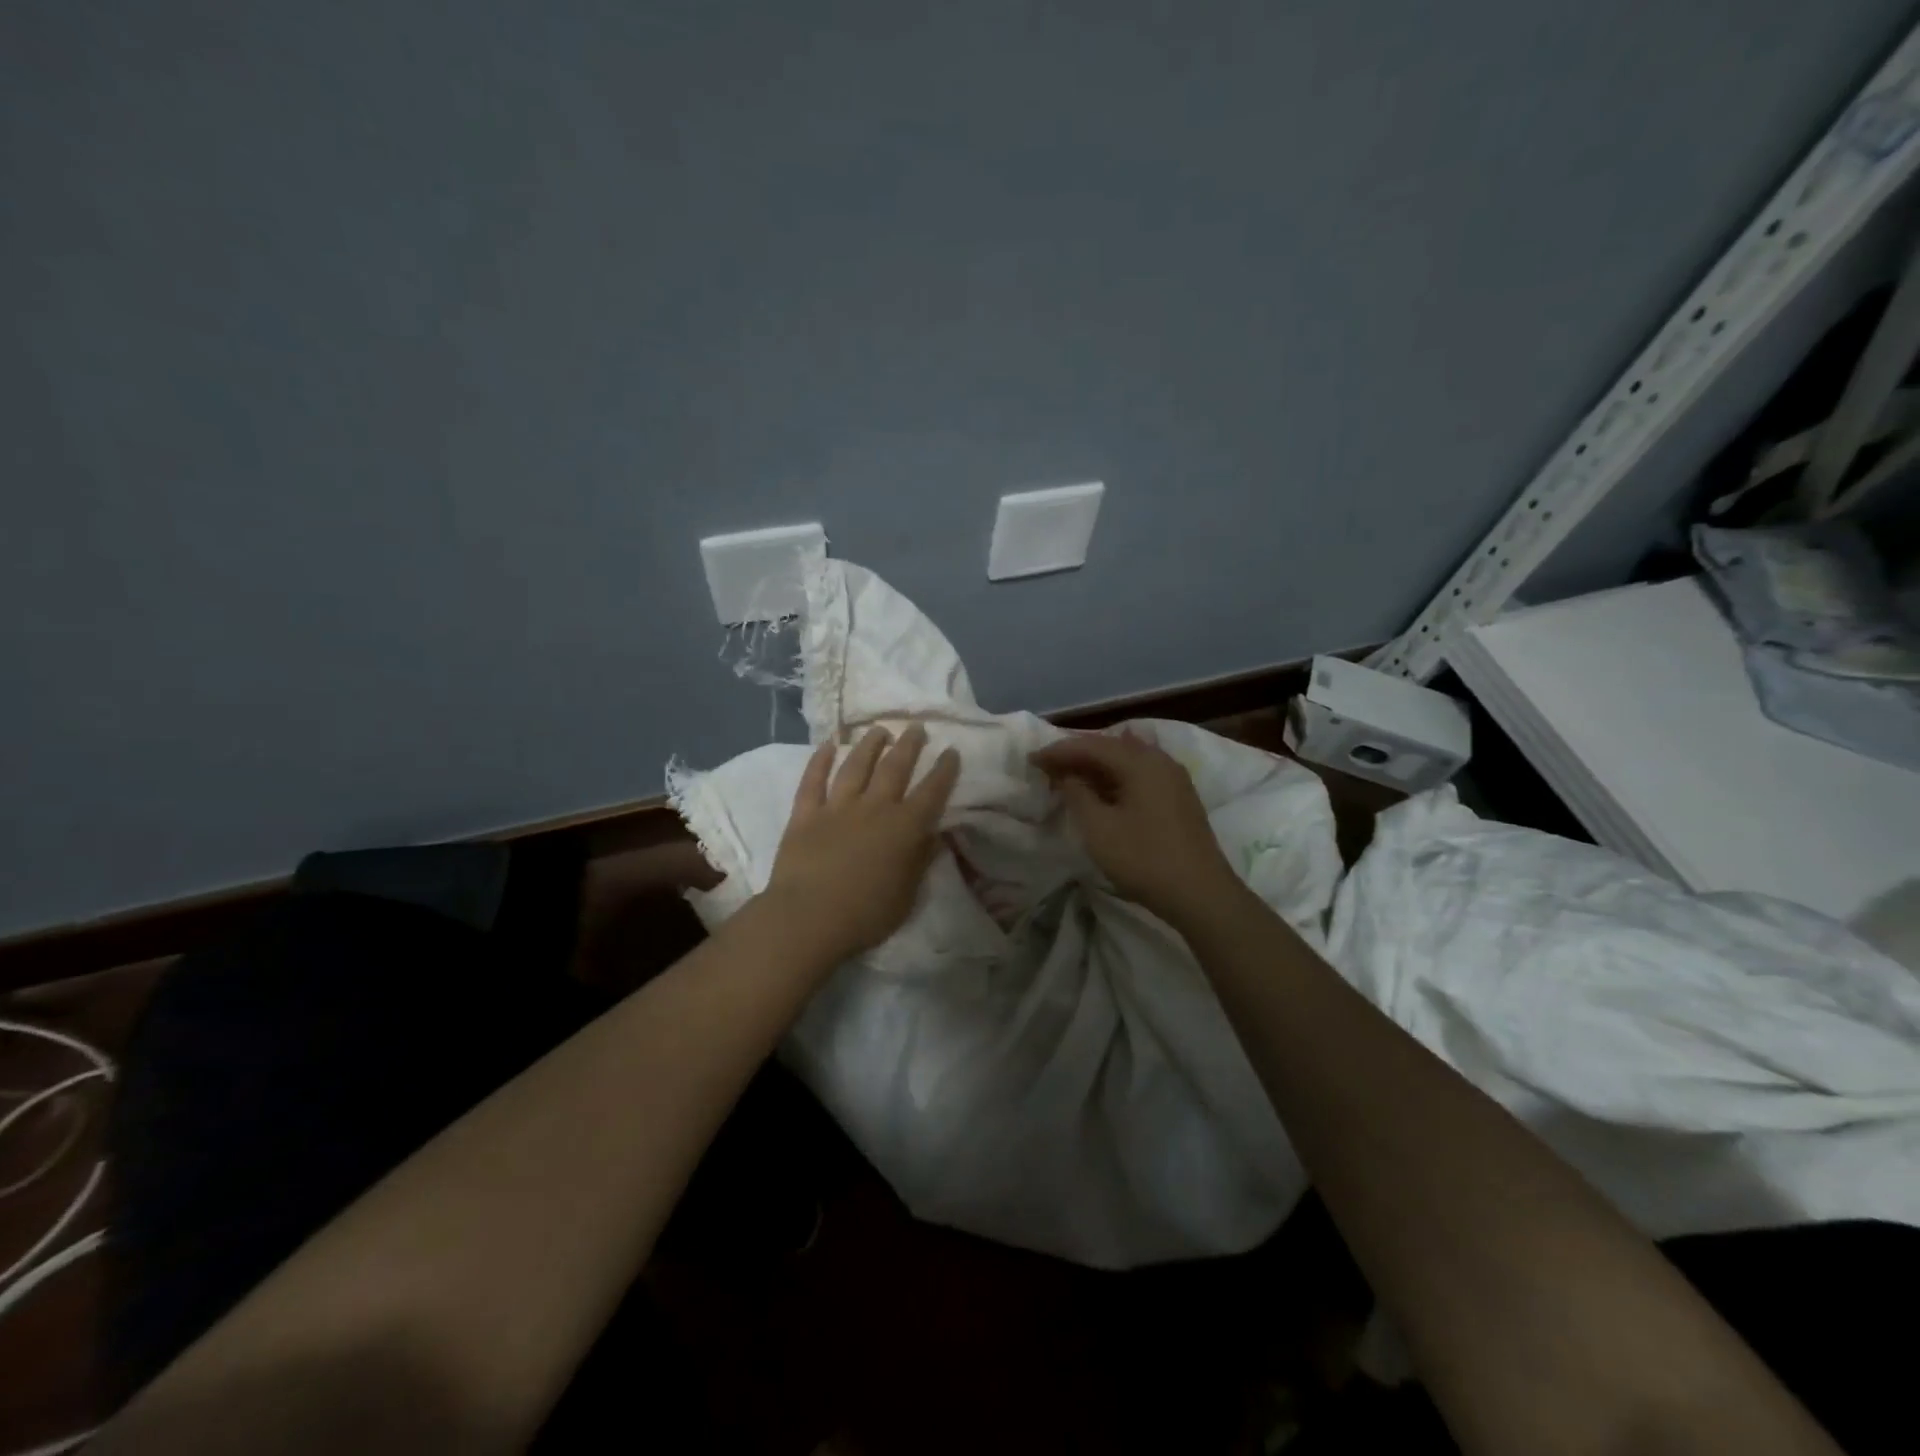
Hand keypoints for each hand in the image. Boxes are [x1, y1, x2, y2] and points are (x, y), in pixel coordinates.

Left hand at [762, 724, 961, 963]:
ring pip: (856, 766)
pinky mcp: (805, 815)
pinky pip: (813, 781)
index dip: (944, 770)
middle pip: (895, 768)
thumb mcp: (907, 895)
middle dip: (909, 745)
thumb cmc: (866, 915)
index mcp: (904, 828)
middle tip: (916, 727)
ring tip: (879, 730)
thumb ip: (921, 860)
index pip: (931, 792)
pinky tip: (828, 745)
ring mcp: (837, 807)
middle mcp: (874, 808)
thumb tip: (936, 835)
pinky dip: (820, 761)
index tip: (951, 750)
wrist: (808, 918)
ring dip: (869, 745)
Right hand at [1030, 731, 1241, 926]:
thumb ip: (1077, 794)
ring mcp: (1174, 779)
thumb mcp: (1099, 828)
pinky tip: (1102, 789)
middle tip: (1048, 765)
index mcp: (1141, 762)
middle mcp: (1160, 761)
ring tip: (1069, 776)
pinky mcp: (1179, 798)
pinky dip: (1115, 778)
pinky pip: (1140, 775)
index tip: (1032, 759)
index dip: (1059, 751)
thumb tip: (1068, 775)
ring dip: (1096, 766)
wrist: (1200, 894)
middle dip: (1077, 754)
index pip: (1091, 745)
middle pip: (1111, 747)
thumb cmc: (1144, 859)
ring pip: (1127, 761)